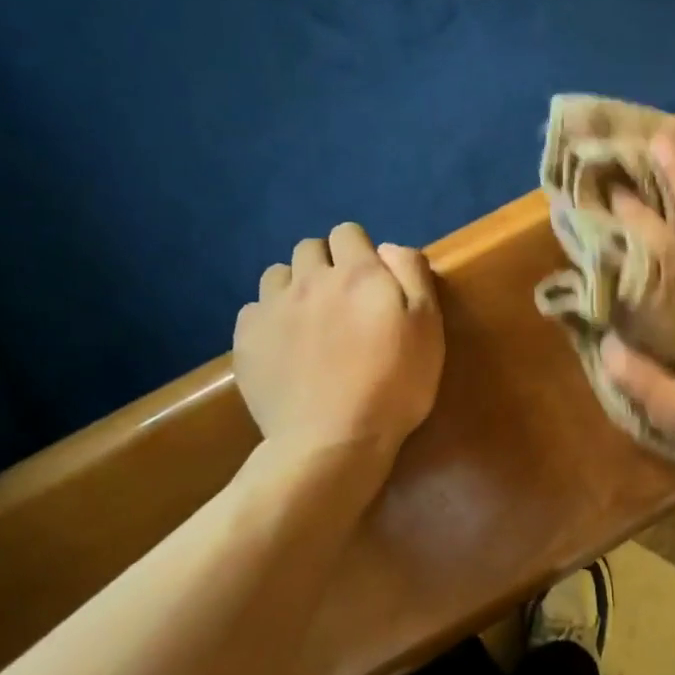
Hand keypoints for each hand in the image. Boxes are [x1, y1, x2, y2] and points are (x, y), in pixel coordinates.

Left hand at [234, 223, 443, 455]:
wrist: (333, 441)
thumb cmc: (394, 384)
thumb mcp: (428, 326)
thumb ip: (411, 274)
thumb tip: (387, 247)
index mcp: (356, 272)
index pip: (348, 233)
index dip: (360, 251)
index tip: (372, 280)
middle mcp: (309, 279)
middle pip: (309, 248)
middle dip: (326, 264)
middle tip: (343, 301)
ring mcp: (272, 309)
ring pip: (277, 275)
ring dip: (294, 286)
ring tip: (310, 320)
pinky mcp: (247, 340)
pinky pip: (253, 311)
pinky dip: (269, 319)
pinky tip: (285, 347)